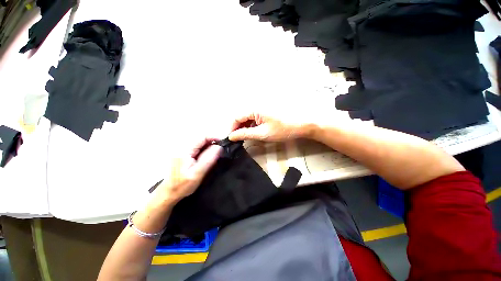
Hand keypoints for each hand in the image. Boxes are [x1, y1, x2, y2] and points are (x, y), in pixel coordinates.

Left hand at [152, 137, 221, 205]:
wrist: (168, 193)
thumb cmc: (182, 185)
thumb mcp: (198, 173)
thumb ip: (208, 159)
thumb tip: (219, 147)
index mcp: (184, 150)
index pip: (202, 136)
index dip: (214, 137)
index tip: (222, 144)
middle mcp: (181, 146)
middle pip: (200, 138)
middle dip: (211, 142)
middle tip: (219, 151)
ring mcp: (180, 149)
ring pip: (199, 143)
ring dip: (208, 146)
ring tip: (214, 155)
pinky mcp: (181, 153)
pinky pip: (195, 147)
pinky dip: (203, 150)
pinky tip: (206, 157)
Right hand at [228, 111, 316, 141]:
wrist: (302, 124)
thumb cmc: (283, 129)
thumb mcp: (262, 134)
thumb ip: (245, 134)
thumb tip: (231, 136)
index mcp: (254, 108)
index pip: (236, 117)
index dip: (232, 128)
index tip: (231, 139)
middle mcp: (256, 105)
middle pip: (241, 116)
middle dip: (238, 128)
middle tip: (238, 140)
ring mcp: (262, 107)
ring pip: (248, 117)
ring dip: (245, 127)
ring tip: (245, 138)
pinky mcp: (266, 111)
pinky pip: (254, 117)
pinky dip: (252, 125)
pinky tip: (253, 132)